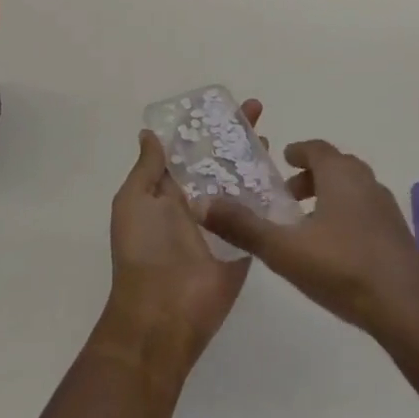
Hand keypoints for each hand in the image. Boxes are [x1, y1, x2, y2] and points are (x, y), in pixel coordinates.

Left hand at [95, 99, 263, 379]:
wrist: (163, 313)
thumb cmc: (143, 251)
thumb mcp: (133, 201)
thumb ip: (147, 168)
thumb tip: (149, 133)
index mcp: (168, 192)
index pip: (190, 150)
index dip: (205, 127)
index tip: (223, 104)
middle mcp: (197, 202)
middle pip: (220, 160)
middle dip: (236, 135)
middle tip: (257, 109)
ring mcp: (223, 221)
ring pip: (242, 181)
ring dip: (255, 159)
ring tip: (270, 136)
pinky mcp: (245, 241)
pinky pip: (259, 212)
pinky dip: (270, 193)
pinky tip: (285, 171)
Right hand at [200, 139, 418, 347]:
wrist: (409, 309)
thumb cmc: (343, 268)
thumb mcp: (284, 249)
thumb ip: (243, 226)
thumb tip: (200, 203)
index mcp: (339, 173)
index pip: (316, 148)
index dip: (297, 151)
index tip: (281, 160)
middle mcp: (365, 180)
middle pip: (335, 166)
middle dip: (310, 176)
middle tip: (287, 196)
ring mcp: (386, 207)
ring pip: (353, 189)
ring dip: (330, 196)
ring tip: (308, 225)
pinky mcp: (398, 234)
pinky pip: (366, 211)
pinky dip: (347, 216)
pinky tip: (336, 249)